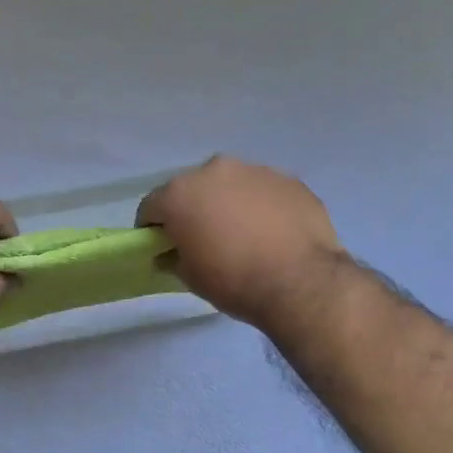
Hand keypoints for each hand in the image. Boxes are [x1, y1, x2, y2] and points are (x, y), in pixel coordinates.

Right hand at [136, 156, 346, 328]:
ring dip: (228, 204)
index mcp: (180, 193)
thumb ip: (172, 258)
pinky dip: (261, 206)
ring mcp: (255, 171)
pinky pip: (263, 191)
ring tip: (243, 235)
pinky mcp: (289, 179)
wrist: (301, 282)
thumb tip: (168, 254)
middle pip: (192, 189)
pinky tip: (272, 233)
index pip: (151, 206)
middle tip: (204, 239)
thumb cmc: (233, 280)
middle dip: (193, 210)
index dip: (152, 228)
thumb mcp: (190, 277)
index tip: (161, 247)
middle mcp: (214, 171)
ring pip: (230, 186)